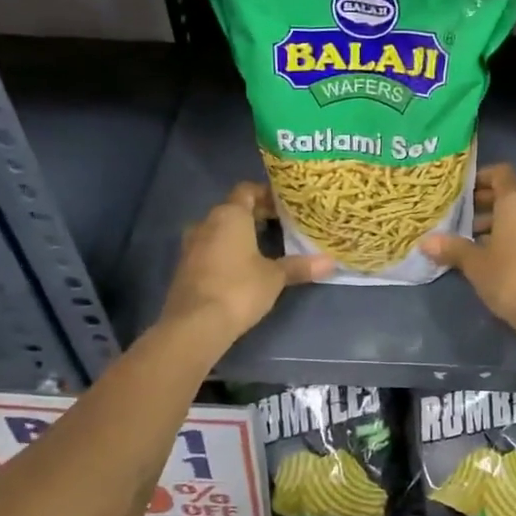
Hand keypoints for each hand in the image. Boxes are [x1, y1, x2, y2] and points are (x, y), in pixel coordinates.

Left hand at [160, 183, 331, 345]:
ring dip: (239, 235)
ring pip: (219, 230)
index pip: (247, 190)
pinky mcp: (184, 268)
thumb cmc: (239, 289)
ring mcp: (191, 245)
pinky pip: (209, 249)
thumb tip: (331, 262)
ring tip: (264, 247)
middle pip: (233, 209)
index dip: (266, 194)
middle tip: (281, 226)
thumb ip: (300, 266)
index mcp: (229, 215)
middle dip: (256, 216)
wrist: (194, 325)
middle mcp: (206, 223)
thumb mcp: (275, 277)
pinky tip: (242, 268)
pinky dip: (226, 252)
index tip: (285, 205)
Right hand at [420, 164, 515, 352]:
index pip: (500, 173)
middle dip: (484, 203)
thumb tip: (425, 242)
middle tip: (459, 216)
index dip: (480, 178)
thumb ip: (452, 248)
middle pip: (509, 194)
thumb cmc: (510, 277)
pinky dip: (510, 235)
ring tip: (470, 239)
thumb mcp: (475, 263)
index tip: (460, 191)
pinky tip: (491, 255)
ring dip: (496, 222)